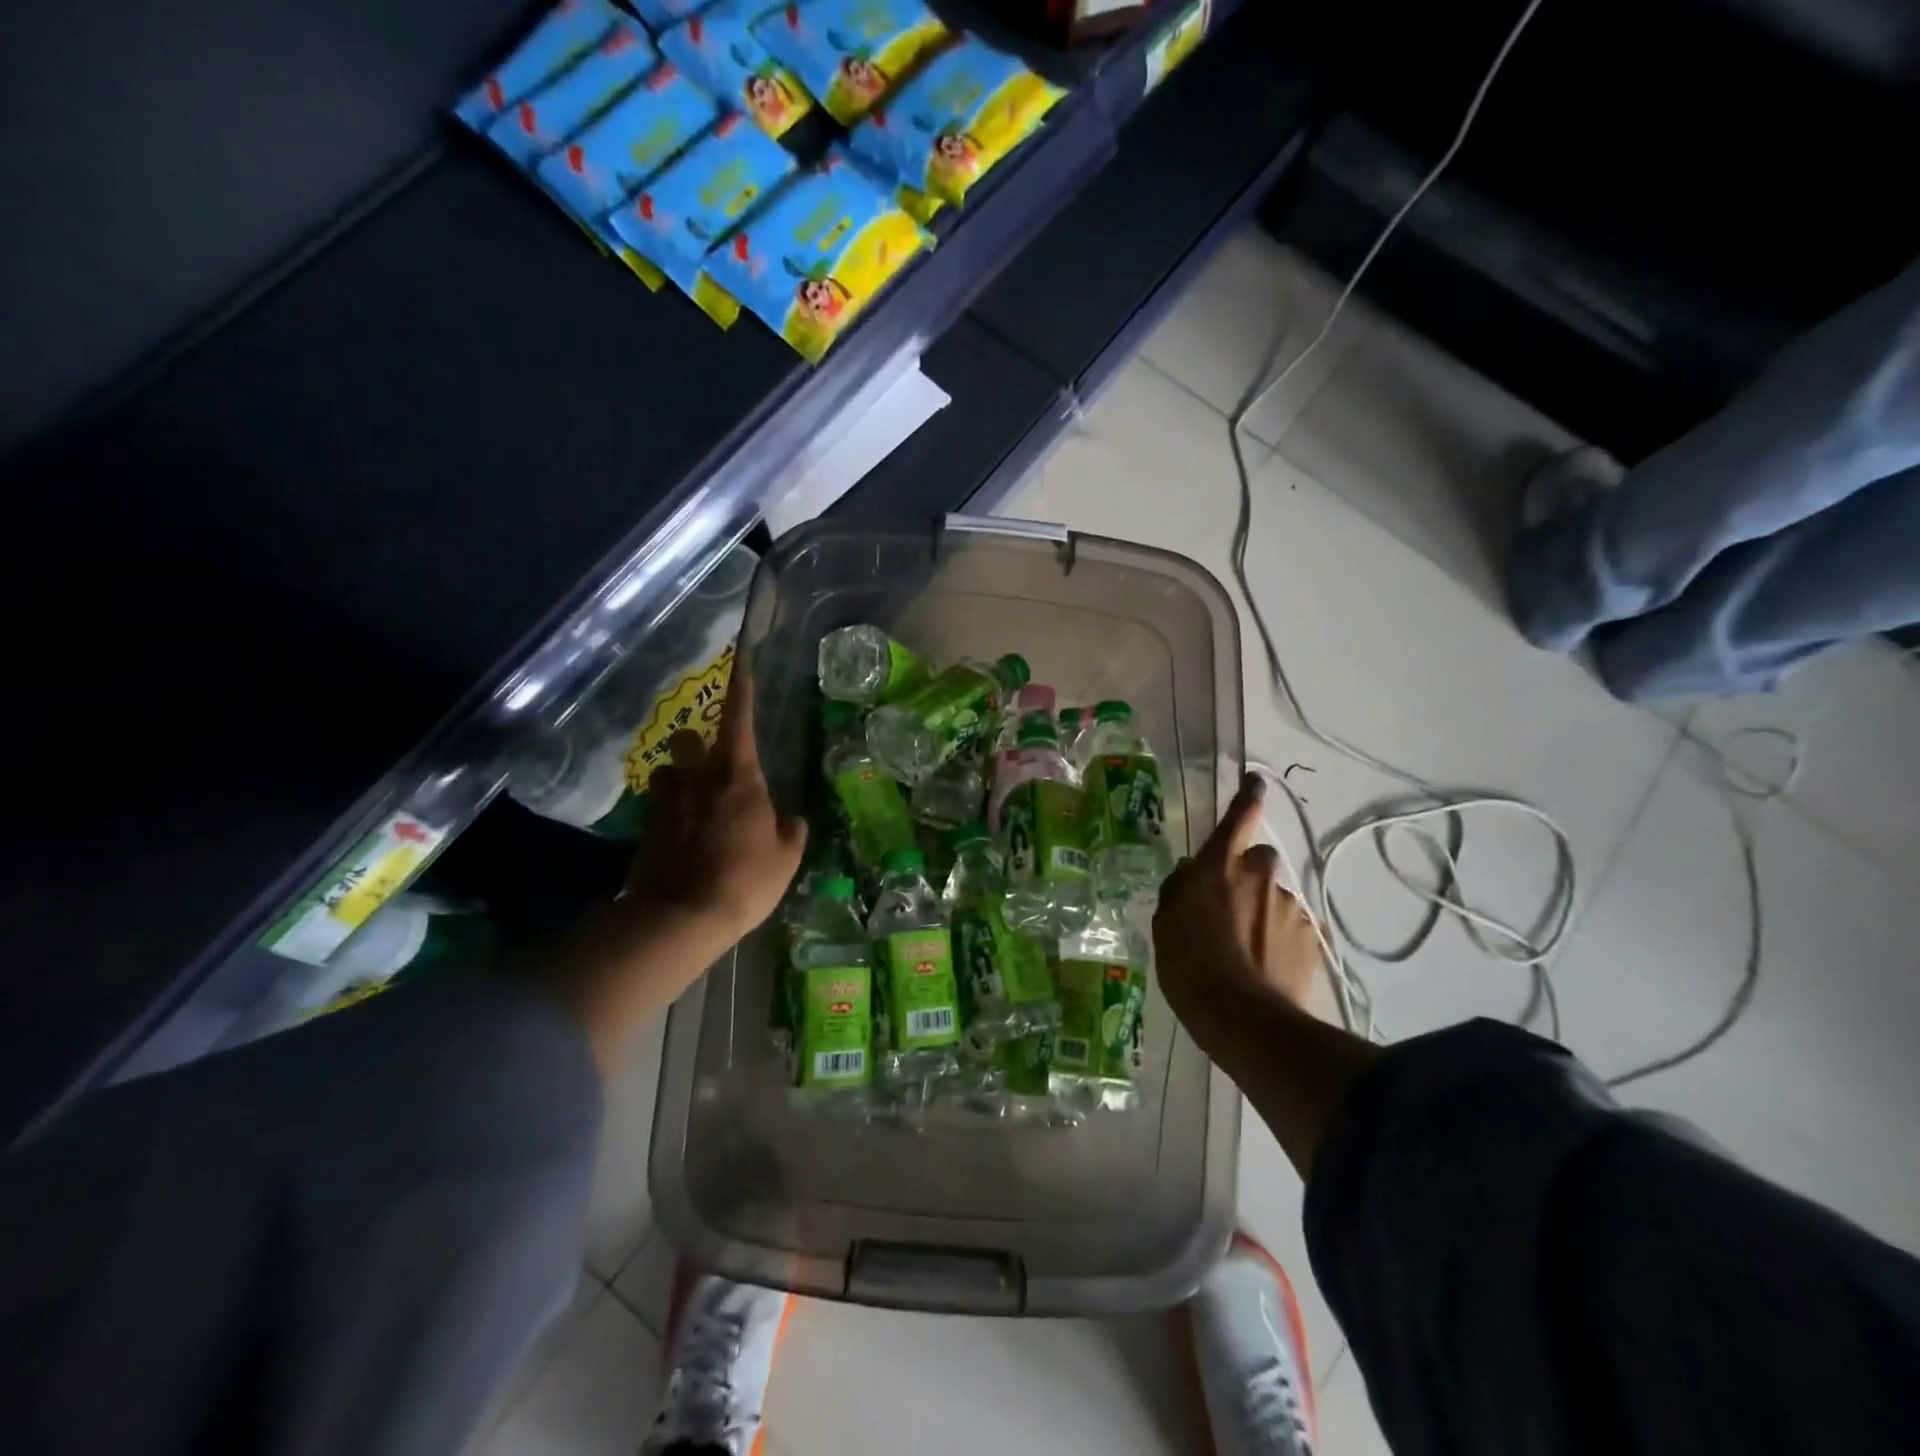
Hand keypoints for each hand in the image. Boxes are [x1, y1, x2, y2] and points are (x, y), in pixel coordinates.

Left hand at [624, 652, 807, 948]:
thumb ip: (790, 831)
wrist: (681, 917)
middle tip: (711, 761)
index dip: (742, 689)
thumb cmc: (746, 880)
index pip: (740, 721)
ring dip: (679, 776)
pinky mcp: (645, 828)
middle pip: (689, 737)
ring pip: (667, 770)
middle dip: (697, 741)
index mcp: (739, 779)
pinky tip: (680, 836)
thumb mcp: (786, 858)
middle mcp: (698, 779)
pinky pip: (658, 805)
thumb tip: (789, 819)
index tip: (742, 662)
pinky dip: (669, 811)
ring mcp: (667, 802)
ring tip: (693, 801)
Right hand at [1153, 774, 1323, 1039]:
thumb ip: (1179, 889)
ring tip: (1247, 949)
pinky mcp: (1310, 937)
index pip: (1238, 819)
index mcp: (1219, 867)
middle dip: (1250, 873)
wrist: (1241, 1017)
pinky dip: (1280, 939)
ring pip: (1276, 897)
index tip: (1256, 781)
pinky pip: (1292, 928)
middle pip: (1261, 859)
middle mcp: (1259, 876)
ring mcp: (1289, 906)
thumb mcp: (1166, 922)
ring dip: (1264, 911)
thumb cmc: (1189, 963)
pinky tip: (1265, 966)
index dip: (1247, 797)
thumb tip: (1191, 871)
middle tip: (1234, 904)